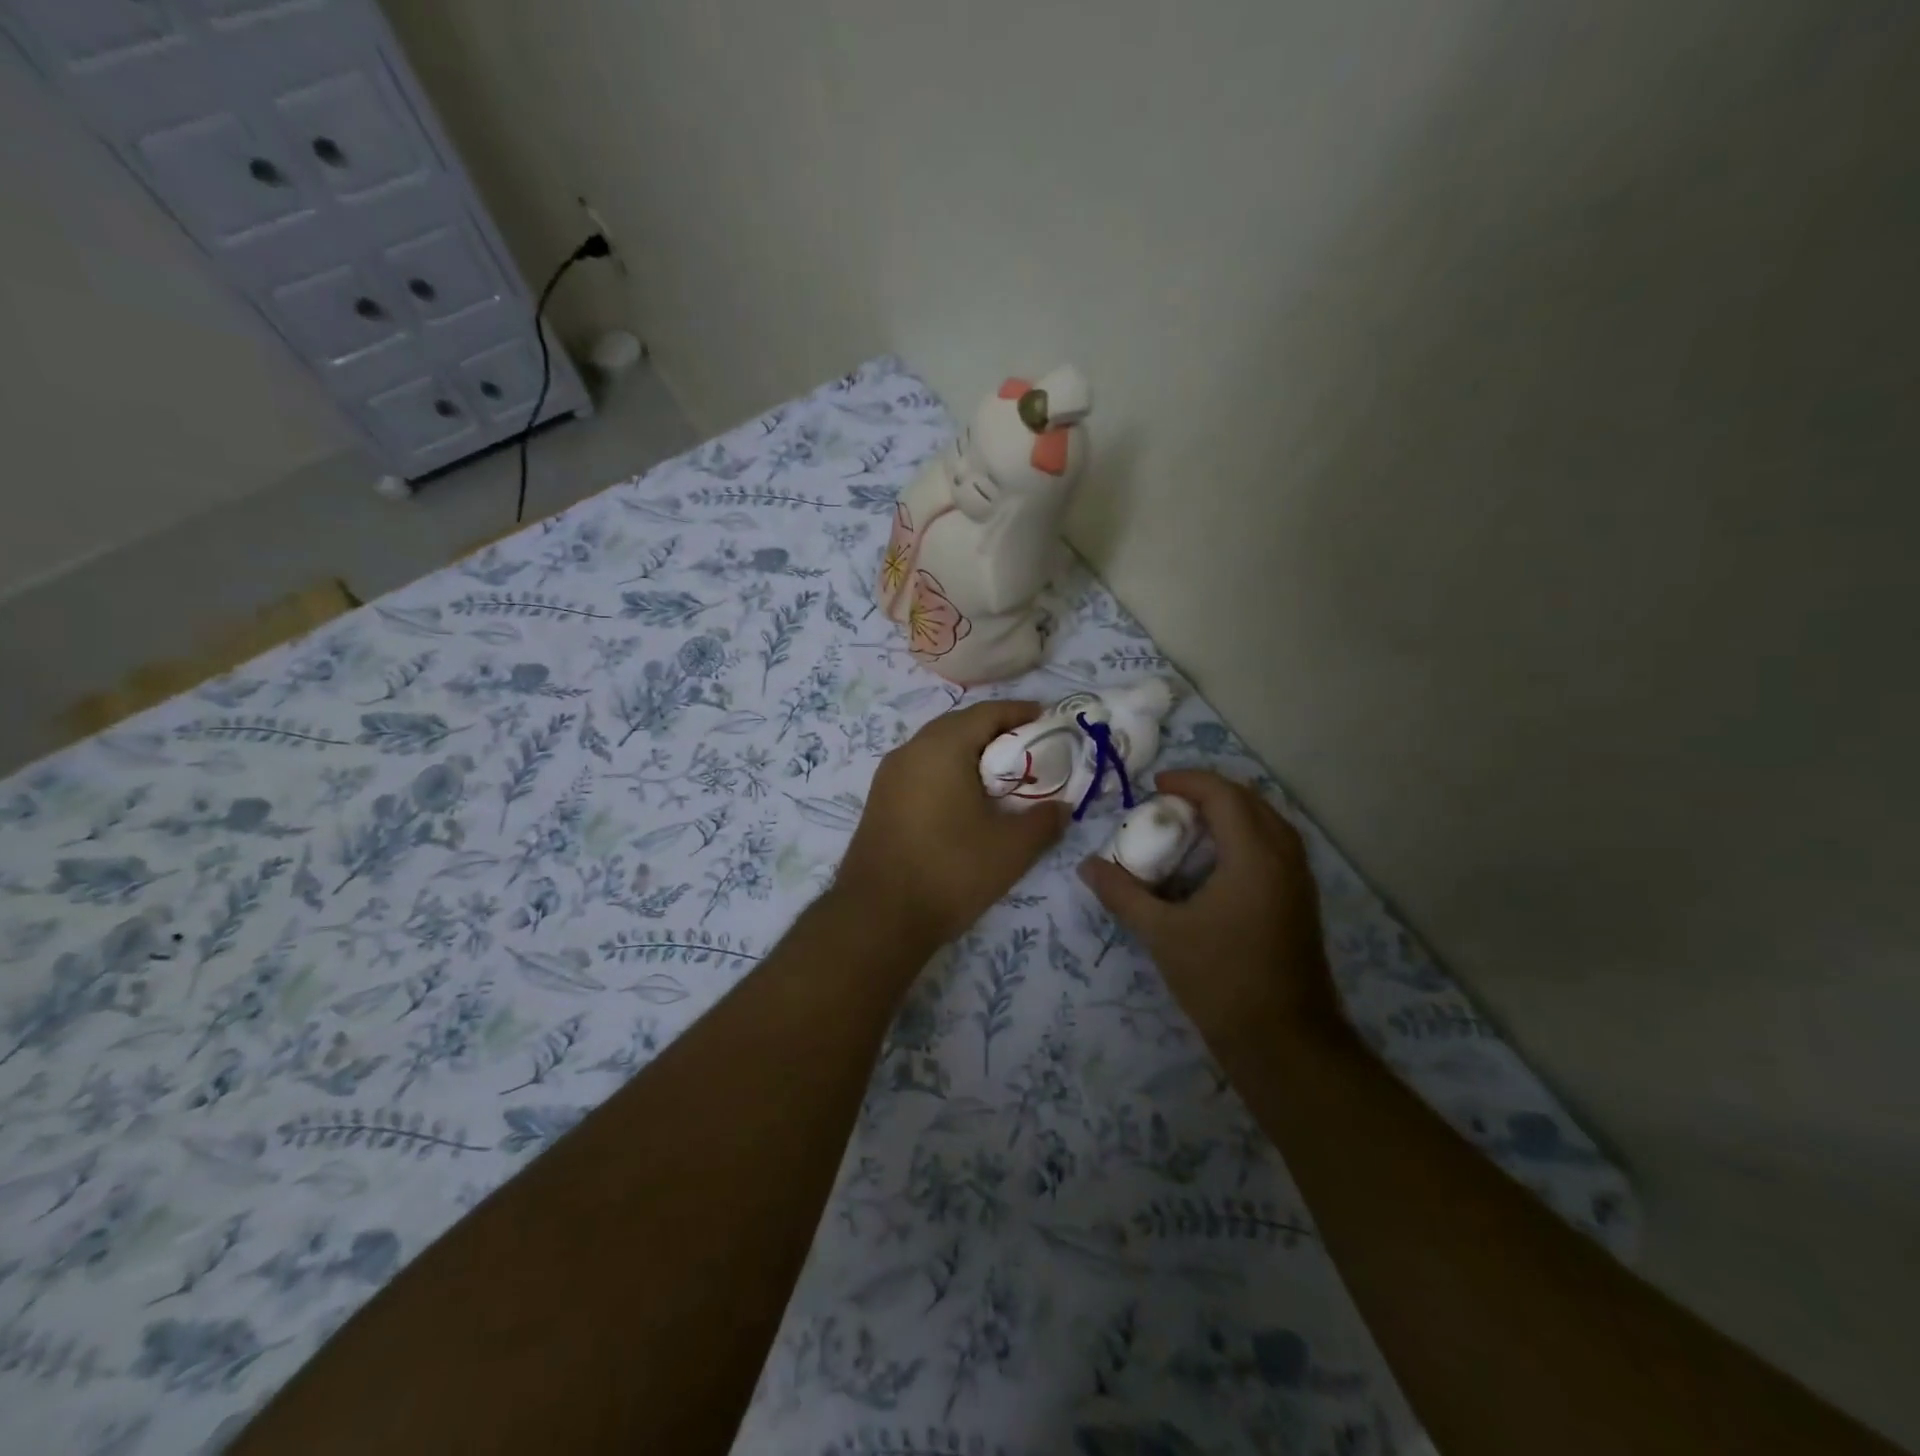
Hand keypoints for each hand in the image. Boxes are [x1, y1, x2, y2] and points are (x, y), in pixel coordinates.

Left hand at [837, 701, 1068, 949]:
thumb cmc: (950, 871)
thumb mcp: (1011, 849)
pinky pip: (921, 770)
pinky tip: (965, 800)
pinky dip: (948, 772)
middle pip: (959, 725)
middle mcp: (910, 750)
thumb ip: (1044, 821)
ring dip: (970, 753)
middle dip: (996, 731)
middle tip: (1029, 750)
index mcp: (941, 747)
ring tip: (1001, 776)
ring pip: (937, 748)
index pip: (987, 712)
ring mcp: (889, 776)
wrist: (878, 917)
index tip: (1048, 720)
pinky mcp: (879, 800)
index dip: (1020, 712)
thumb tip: (1061, 807)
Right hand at [1079, 770, 1339, 1041]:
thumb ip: (1123, 894)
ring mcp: (1299, 880)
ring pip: (1268, 822)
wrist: (1284, 1042)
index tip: (1153, 786)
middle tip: (1170, 803)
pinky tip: (1216, 864)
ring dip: (1230, 813)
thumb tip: (1087, 866)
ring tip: (1191, 826)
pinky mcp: (1301, 901)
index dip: (1187, 781)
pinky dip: (1245, 836)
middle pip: (1250, 800)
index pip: (1223, 794)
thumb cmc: (1221, 980)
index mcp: (1254, 856)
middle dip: (1209, 792)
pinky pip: (1275, 846)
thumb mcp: (1162, 934)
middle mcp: (1284, 857)